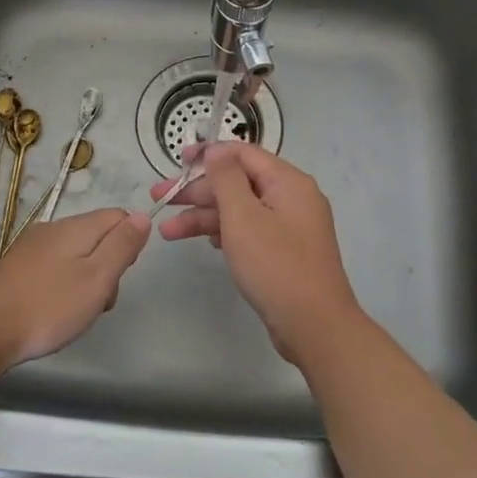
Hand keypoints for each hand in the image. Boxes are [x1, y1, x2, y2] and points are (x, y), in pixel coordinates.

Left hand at [0, 208, 150, 366]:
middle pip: (97, 237)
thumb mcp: (97, 278)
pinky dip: (61, 287)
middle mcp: (53, 229)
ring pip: (75, 255)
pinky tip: (51, 312)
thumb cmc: (48, 306)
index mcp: (76, 227)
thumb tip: (144, 215)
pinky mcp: (16, 268)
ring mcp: (31, 248)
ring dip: (84, 281)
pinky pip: (53, 268)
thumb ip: (122, 246)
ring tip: (74, 314)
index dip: (128, 244)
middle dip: (106, 268)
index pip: (118, 217)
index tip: (118, 276)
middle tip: (97, 302)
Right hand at [152, 143, 364, 362]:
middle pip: (238, 182)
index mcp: (288, 182)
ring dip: (204, 216)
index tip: (177, 161)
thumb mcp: (244, 217)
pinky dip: (224, 233)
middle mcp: (292, 198)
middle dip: (198, 190)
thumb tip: (216, 150)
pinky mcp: (284, 252)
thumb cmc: (276, 266)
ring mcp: (290, 227)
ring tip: (167, 231)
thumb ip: (226, 178)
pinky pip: (249, 231)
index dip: (208, 154)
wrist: (315, 328)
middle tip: (160, 198)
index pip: (243, 153)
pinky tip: (202, 242)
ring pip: (240, 210)